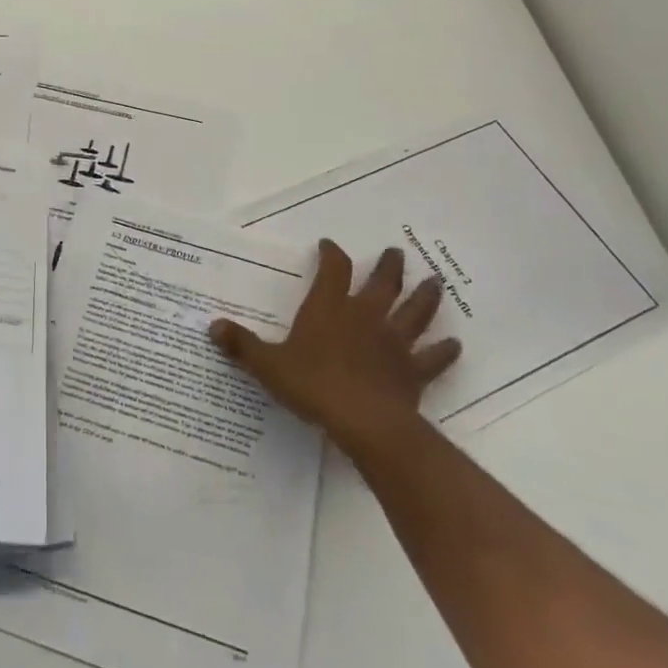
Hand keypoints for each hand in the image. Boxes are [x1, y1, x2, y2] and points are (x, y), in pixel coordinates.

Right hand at [209, 241, 459, 456]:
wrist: (363, 422)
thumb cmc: (313, 385)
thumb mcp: (268, 365)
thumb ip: (242, 346)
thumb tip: (212, 326)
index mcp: (330, 308)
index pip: (333, 269)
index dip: (331, 254)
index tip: (329, 245)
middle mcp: (365, 316)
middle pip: (382, 283)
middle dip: (389, 266)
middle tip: (396, 253)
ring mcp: (393, 342)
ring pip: (415, 311)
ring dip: (425, 296)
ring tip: (436, 281)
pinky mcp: (413, 371)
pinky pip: (433, 358)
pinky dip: (444, 351)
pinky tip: (454, 344)